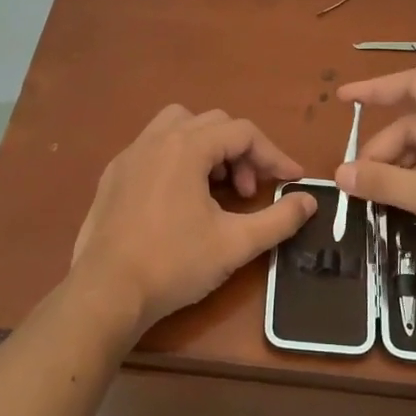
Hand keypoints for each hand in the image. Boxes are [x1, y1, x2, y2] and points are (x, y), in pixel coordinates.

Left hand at [72, 105, 316, 335]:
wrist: (106, 292)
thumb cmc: (174, 264)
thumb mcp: (235, 244)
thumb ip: (278, 219)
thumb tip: (309, 201)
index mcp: (186, 147)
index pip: (243, 132)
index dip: (274, 154)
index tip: (292, 180)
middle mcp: (155, 140)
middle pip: (212, 123)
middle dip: (240, 152)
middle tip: (250, 191)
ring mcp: (128, 156)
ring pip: (178, 127)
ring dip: (207, 148)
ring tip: (215, 187)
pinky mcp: (112, 177)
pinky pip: (153, 148)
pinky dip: (177, 159)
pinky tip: (180, 199)